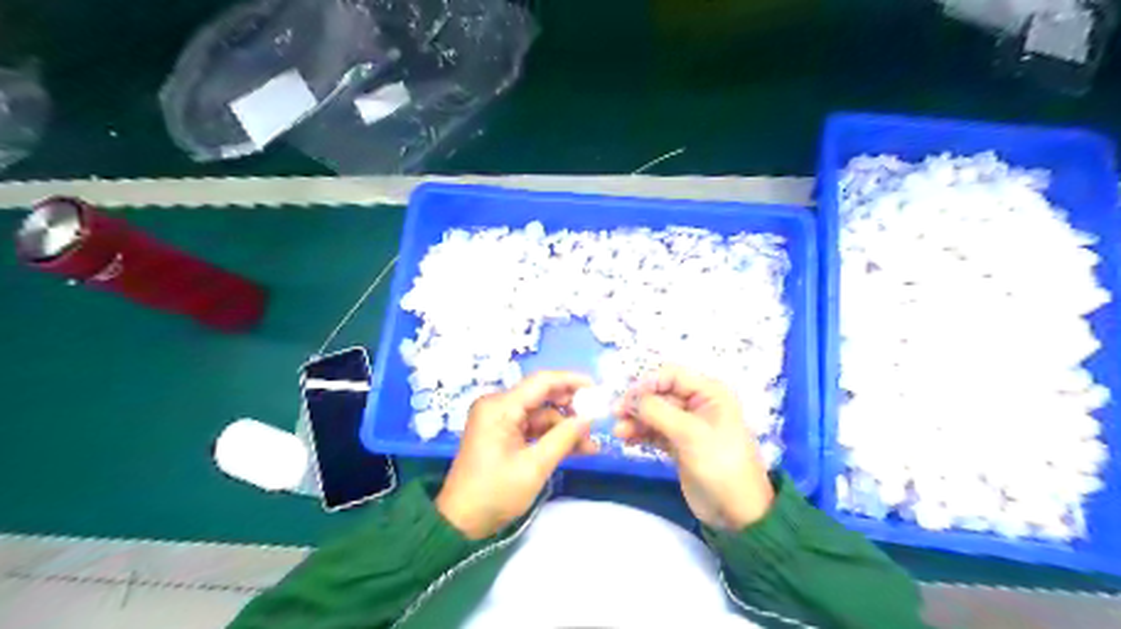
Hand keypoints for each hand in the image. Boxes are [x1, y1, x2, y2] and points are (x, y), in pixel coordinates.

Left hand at [431, 374, 599, 540]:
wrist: (460, 523)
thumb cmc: (495, 492)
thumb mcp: (534, 466)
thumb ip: (564, 438)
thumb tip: (590, 418)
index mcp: (500, 407)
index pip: (542, 382)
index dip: (572, 381)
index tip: (598, 388)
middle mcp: (498, 406)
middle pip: (542, 397)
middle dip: (571, 409)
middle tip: (597, 421)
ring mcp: (499, 420)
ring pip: (541, 415)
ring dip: (564, 428)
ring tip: (590, 445)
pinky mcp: (502, 434)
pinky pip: (533, 428)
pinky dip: (551, 437)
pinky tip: (575, 448)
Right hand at [609, 363, 775, 530]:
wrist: (737, 512)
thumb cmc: (720, 464)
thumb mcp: (690, 434)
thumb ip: (658, 411)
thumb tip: (629, 398)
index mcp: (709, 393)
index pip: (671, 375)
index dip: (647, 383)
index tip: (627, 398)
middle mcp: (698, 404)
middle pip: (660, 393)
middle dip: (638, 403)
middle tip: (616, 414)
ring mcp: (688, 425)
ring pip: (655, 413)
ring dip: (636, 420)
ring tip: (618, 432)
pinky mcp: (679, 444)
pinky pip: (655, 431)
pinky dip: (640, 433)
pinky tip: (626, 439)